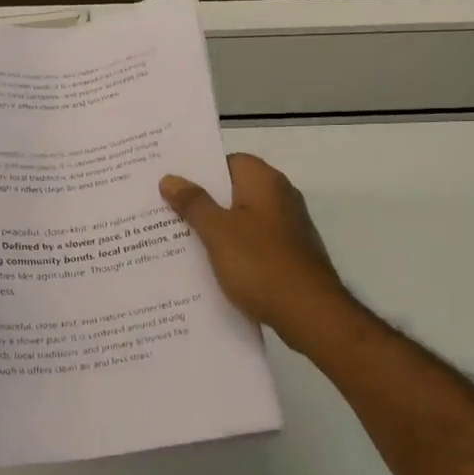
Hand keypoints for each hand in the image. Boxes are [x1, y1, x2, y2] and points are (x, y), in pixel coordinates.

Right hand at [160, 153, 357, 351]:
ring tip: (178, 240)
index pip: (228, 161)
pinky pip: (252, 243)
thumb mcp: (217, 231)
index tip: (172, 185)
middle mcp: (280, 196)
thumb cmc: (260, 263)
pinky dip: (232, 250)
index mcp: (264, 181)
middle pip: (233, 190)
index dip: (200, 171)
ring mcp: (287, 227)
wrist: (309, 313)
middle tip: (165, 212)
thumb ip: (193, 203)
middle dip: (202, 202)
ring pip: (242, 219)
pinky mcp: (289, 254)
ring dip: (215, 229)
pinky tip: (209, 266)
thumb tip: (170, 178)